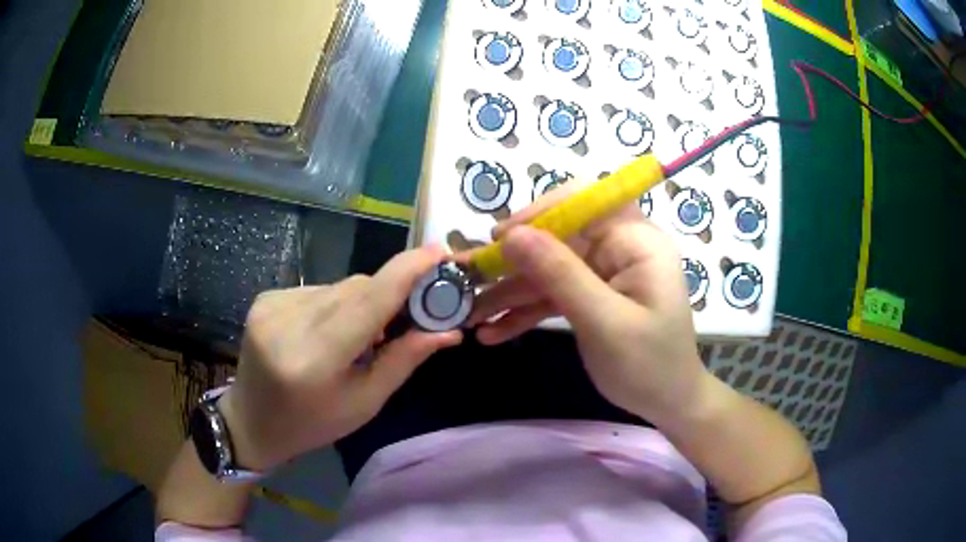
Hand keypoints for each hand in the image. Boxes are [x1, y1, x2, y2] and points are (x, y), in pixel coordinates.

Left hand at [219, 246, 462, 470]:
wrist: (251, 420)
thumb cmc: (313, 424)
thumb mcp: (365, 403)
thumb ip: (403, 360)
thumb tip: (448, 330)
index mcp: (315, 359)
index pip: (368, 301)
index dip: (406, 272)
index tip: (439, 251)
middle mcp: (288, 322)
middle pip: (356, 288)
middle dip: (388, 296)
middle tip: (408, 317)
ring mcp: (271, 305)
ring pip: (338, 287)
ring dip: (360, 304)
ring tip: (358, 337)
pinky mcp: (265, 298)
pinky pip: (317, 290)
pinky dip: (334, 305)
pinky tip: (327, 332)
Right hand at [469, 182, 709, 422]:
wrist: (667, 403)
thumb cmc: (649, 364)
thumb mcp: (605, 322)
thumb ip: (560, 275)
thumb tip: (512, 235)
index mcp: (635, 241)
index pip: (584, 202)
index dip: (540, 212)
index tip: (501, 238)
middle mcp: (618, 248)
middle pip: (557, 237)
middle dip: (512, 261)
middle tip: (470, 279)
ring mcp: (603, 272)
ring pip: (547, 268)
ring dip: (509, 292)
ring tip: (470, 314)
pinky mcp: (591, 296)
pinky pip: (552, 294)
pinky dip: (524, 311)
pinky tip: (493, 332)